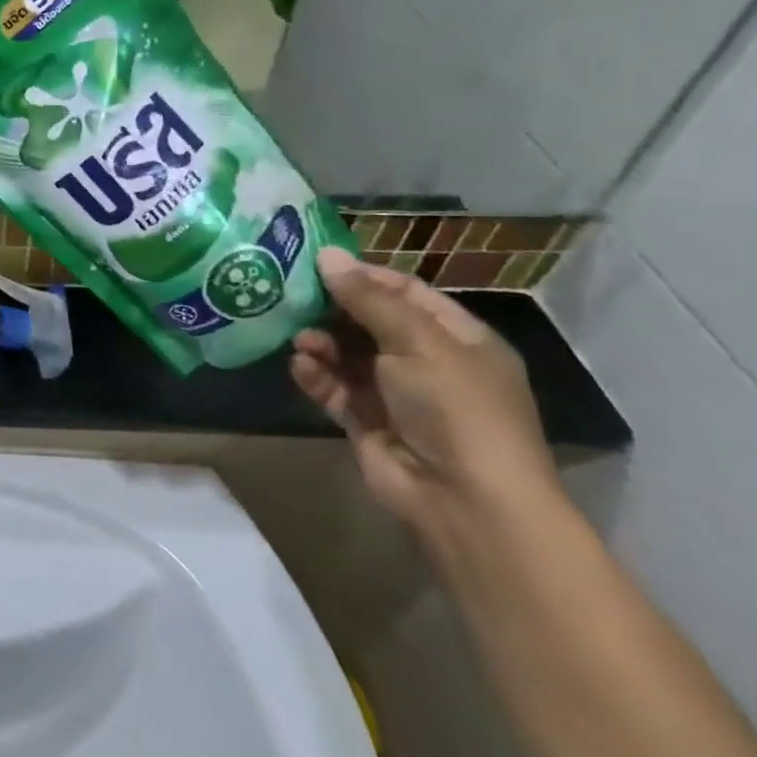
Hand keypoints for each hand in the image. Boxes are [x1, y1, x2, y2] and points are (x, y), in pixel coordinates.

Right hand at [291, 248, 561, 541]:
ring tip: (300, 340)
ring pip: (345, 353)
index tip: (315, 263)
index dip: (363, 276)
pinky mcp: (366, 420)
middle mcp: (427, 362)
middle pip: (368, 321)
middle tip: (291, 296)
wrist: (464, 501)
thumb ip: (368, 299)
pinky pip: (333, 387)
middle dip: (331, 309)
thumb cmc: (456, 409)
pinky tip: (301, 366)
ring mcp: (395, 393)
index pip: (405, 292)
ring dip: (320, 342)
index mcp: (457, 339)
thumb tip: (328, 255)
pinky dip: (315, 375)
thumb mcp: (418, 343)